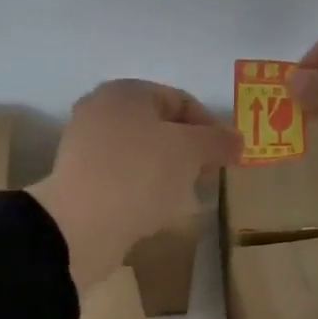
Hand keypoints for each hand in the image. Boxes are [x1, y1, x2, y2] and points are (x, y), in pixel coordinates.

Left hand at [29, 80, 241, 291]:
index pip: (180, 100)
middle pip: (159, 127)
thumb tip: (236, 140)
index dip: (211, 126)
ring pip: (142, 155)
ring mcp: (87, 149)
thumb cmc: (140, 175)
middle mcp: (101, 112)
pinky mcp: (82, 182)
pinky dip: (145, 190)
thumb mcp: (189, 151)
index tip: (229, 156)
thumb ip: (217, 141)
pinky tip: (157, 211)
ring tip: (186, 197)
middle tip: (209, 177)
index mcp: (125, 92)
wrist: (81, 226)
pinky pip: (124, 179)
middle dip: (190, 151)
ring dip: (169, 173)